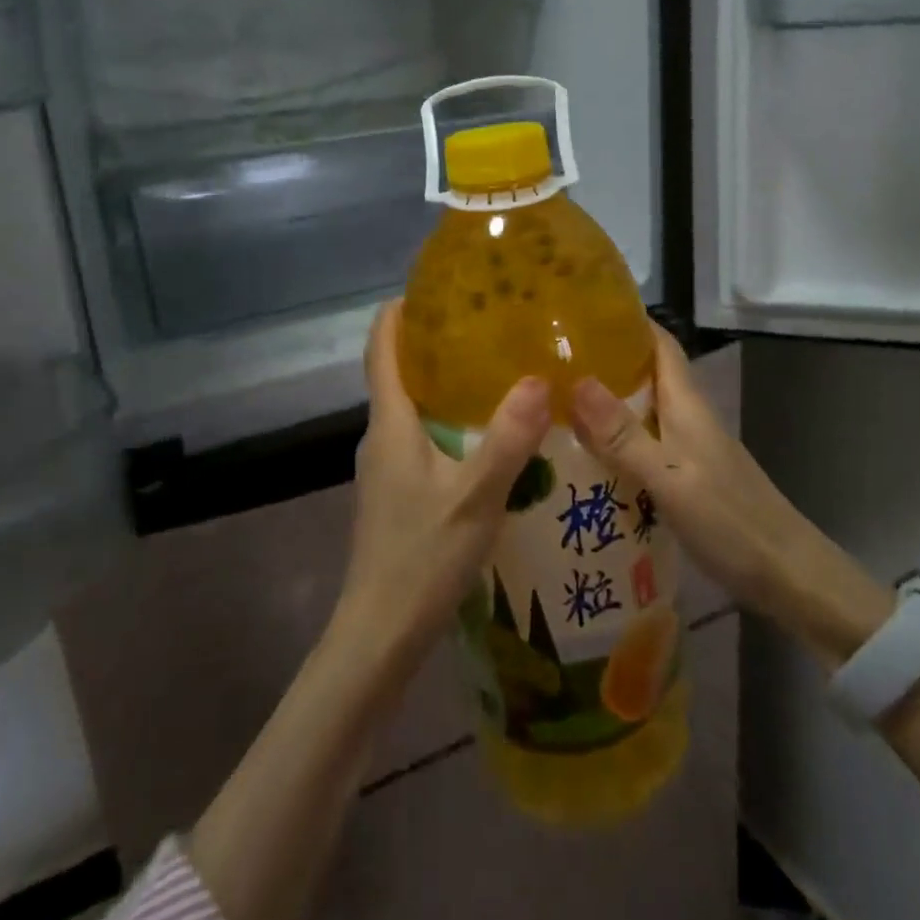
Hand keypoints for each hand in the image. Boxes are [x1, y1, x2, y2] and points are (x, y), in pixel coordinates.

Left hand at [338, 302, 550, 667]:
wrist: (379, 633)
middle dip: (434, 341)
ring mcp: (386, 466)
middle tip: (486, 323)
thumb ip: (508, 438)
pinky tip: (488, 433)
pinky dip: (449, 419)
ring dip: (444, 382)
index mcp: (390, 424)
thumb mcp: (475, 497)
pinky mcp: (397, 491)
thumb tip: (539, 378)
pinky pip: (421, 436)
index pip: (380, 348)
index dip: (399, 311)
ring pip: (412, 407)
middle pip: (398, 371)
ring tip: (497, 369)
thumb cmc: (421, 558)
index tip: (434, 286)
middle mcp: (381, 436)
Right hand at [571, 325, 890, 663]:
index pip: (658, 343)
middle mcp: (687, 418)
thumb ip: (623, 436)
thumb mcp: (670, 479)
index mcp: (686, 404)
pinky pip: (642, 446)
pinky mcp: (686, 478)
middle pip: (643, 375)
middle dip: (602, 363)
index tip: (580, 311)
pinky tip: (584, 460)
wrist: (789, 577)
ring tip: (552, 406)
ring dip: (603, 405)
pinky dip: (614, 444)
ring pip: (640, 412)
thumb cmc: (731, 520)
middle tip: (548, 362)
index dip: (626, 321)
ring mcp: (688, 449)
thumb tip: (576, 381)